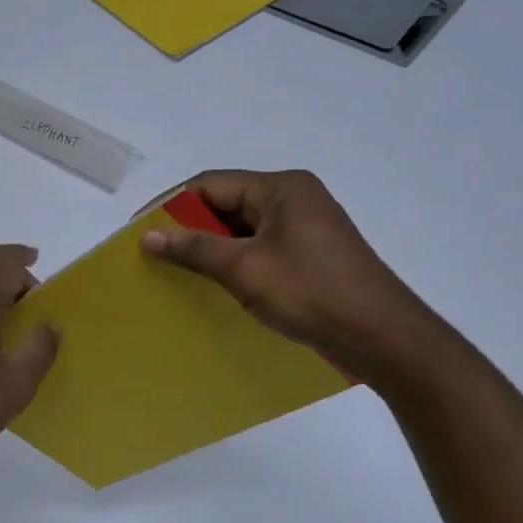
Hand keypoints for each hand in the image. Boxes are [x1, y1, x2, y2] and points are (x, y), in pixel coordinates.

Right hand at [139, 170, 443, 385]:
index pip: (210, 185)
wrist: (382, 338)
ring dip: (210, 248)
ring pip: (241, 230)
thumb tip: (148, 235)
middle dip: (189, 228)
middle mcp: (293, 199)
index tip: (139, 231)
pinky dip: (233, 262)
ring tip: (175, 271)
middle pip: (226, 204)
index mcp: (281, 188)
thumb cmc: (311, 292)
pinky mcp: (309, 255)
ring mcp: (304, 228)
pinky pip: (259, 249)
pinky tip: (212, 285)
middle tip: (154, 254)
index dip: (171, 205)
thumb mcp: (245, 269)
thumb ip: (194, 248)